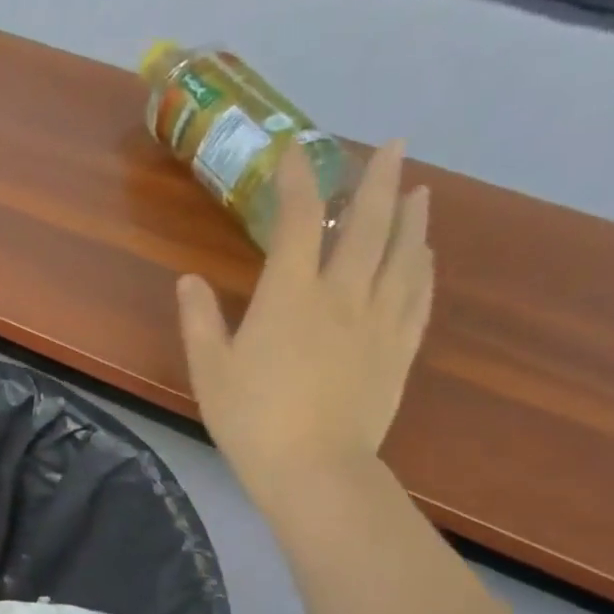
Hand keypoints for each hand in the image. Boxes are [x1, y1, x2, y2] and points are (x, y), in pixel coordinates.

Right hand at [176, 140, 432, 514]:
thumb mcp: (208, 371)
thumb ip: (199, 321)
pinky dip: (423, 267)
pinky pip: (418, 295)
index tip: (297, 151)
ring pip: (403, 254)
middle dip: (377, 180)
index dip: (298, 181)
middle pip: (367, 224)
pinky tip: (425, 254)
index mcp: (289, 296)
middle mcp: (342, 295)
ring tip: (418, 190)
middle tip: (391, 145)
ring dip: (411, 216)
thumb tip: (188, 280)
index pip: (297, 222)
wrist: (314, 468)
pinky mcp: (400, 348)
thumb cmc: (250, 419)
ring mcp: (378, 320)